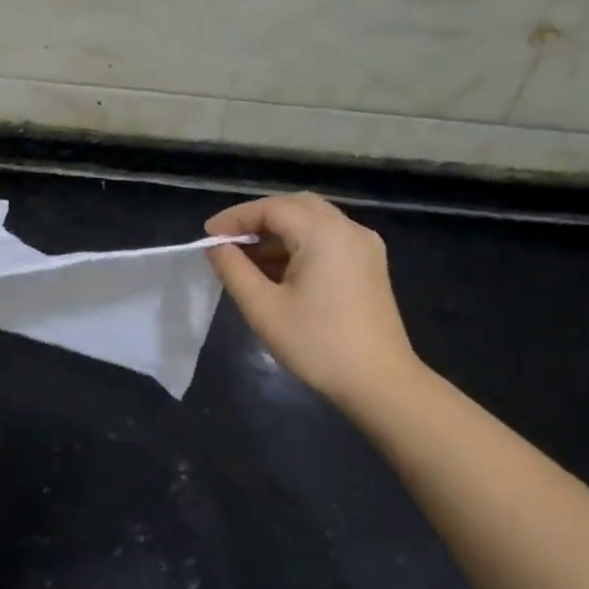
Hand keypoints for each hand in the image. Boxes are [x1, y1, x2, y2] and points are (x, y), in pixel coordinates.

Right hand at [205, 193, 421, 412]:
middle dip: (258, 220)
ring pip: (313, 221)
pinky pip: (328, 239)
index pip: (272, 208)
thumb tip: (216, 247)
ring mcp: (364, 246)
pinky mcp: (369, 265)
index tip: (208, 236)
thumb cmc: (316, 345)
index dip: (235, 218)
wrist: (379, 382)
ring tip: (246, 260)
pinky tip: (278, 271)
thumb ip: (234, 270)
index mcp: (324, 234)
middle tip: (227, 242)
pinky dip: (299, 245)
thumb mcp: (263, 309)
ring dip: (278, 233)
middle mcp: (348, 229)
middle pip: (295, 206)